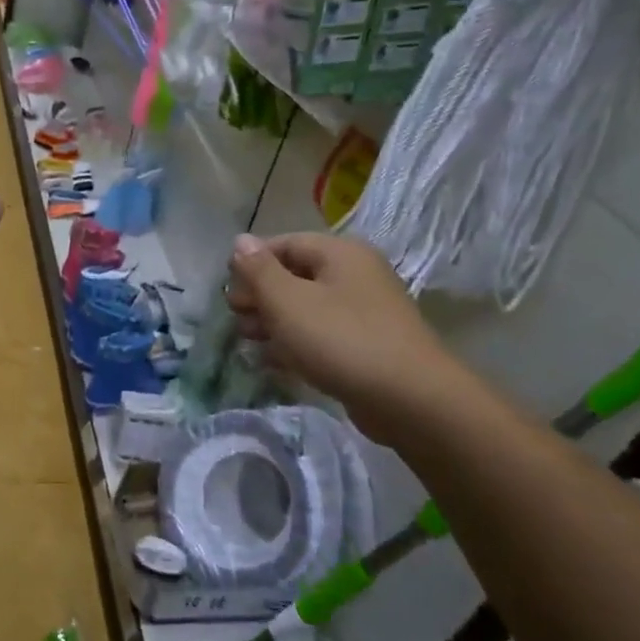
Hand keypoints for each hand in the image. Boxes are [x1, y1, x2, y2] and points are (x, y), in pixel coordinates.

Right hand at [227, 232, 461, 444]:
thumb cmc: (341, 340)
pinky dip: (294, 344)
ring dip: (273, 322)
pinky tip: (271, 362)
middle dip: (260, 296)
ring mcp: (363, 312)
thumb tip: (240, 241)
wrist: (410, 399)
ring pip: (306, 308)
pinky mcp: (366, 346)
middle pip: (295, 276)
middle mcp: (354, 275)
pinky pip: (321, 335)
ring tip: (247, 342)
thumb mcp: (288, 301)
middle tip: (236, 319)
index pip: (284, 244)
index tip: (229, 291)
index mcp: (339, 253)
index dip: (251, 263)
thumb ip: (259, 270)